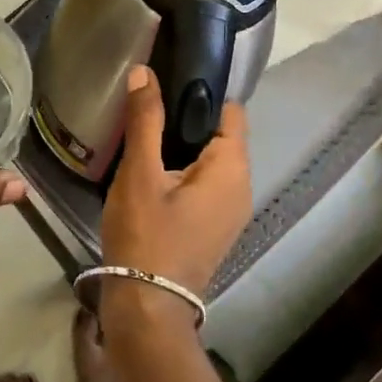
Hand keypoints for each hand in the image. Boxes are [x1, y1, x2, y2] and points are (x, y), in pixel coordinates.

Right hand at [100, 64, 250, 296]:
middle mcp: (241, 188)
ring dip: (181, 149)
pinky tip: (150, 175)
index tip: (167, 83)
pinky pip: (204, 187)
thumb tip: (145, 73)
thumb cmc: (146, 235)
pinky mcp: (214, 229)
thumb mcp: (140, 173)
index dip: (202, 94)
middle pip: (220, 136)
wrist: (147, 308)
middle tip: (146, 110)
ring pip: (210, 163)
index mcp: (232, 169)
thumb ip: (145, 120)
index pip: (231, 111)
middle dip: (187, 121)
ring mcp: (230, 212)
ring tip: (143, 137)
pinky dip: (183, 174)